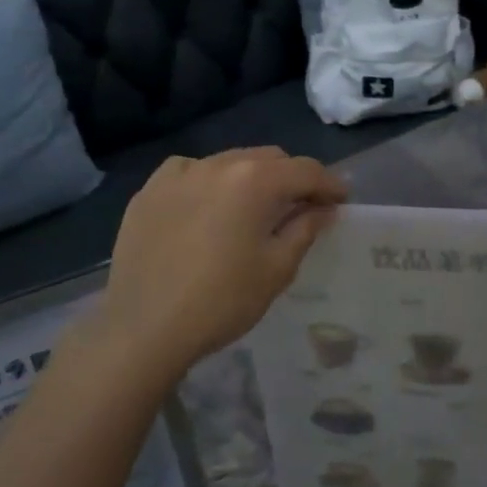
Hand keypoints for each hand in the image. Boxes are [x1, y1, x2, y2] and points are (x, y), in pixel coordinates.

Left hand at [96, 147, 345, 373]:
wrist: (144, 327)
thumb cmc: (221, 301)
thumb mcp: (276, 269)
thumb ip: (305, 229)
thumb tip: (322, 208)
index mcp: (254, 180)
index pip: (305, 170)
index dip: (329, 184)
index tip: (342, 200)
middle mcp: (218, 164)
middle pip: (269, 158)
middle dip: (292, 178)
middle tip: (303, 206)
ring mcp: (179, 174)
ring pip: (229, 161)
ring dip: (252, 178)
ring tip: (255, 207)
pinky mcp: (149, 191)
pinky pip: (190, 172)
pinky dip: (209, 182)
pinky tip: (208, 206)